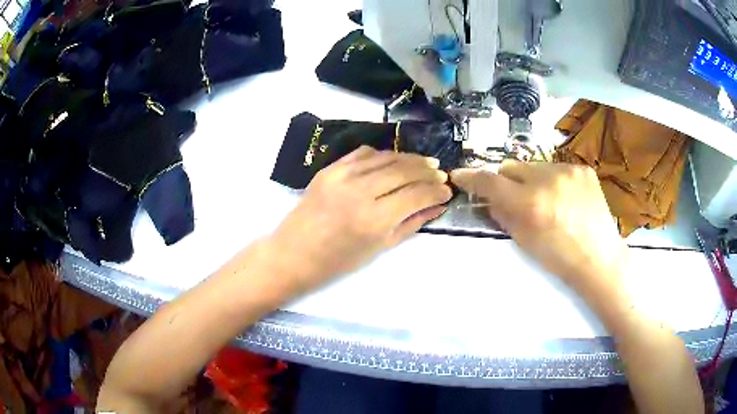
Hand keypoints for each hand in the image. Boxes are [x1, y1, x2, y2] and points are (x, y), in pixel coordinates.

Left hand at [271, 146, 451, 292]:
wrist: (293, 253)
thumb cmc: (337, 261)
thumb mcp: (379, 247)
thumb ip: (411, 223)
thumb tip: (438, 205)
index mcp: (373, 219)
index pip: (416, 195)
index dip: (436, 191)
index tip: (447, 191)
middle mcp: (359, 191)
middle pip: (403, 170)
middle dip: (427, 171)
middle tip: (440, 173)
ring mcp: (341, 175)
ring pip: (386, 157)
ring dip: (409, 159)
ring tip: (425, 164)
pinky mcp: (329, 168)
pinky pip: (363, 153)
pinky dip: (383, 155)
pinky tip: (394, 161)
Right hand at [451, 161, 627, 296]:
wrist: (599, 259)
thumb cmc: (560, 259)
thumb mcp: (525, 242)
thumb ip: (503, 215)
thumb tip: (489, 199)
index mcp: (531, 204)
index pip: (491, 182)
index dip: (471, 177)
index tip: (460, 175)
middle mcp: (548, 179)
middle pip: (511, 166)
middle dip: (507, 181)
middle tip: (515, 198)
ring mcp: (568, 170)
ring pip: (535, 166)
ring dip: (532, 180)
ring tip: (547, 201)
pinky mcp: (582, 169)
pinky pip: (557, 168)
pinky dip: (554, 181)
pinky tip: (565, 198)